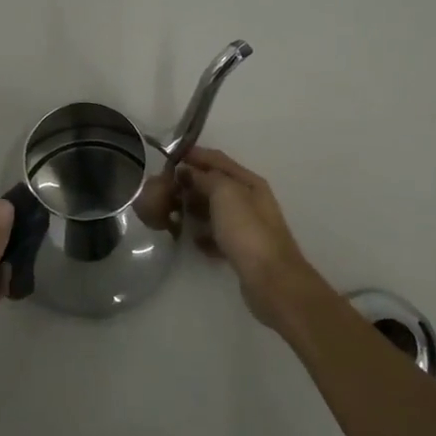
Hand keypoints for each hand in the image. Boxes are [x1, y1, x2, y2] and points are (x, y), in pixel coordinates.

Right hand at [179, 147, 330, 330]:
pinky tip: (190, 240)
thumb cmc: (247, 230)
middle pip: (216, 184)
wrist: (271, 280)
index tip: (169, 157)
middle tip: (164, 187)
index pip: (218, 160)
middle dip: (190, 183)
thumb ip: (204, 177)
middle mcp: (250, 200)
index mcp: (249, 182)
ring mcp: (247, 227)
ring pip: (215, 210)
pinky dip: (203, 235)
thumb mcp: (224, 193)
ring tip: (171, 212)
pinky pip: (217, 236)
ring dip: (194, 208)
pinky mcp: (242, 251)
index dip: (194, 155)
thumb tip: (187, 171)